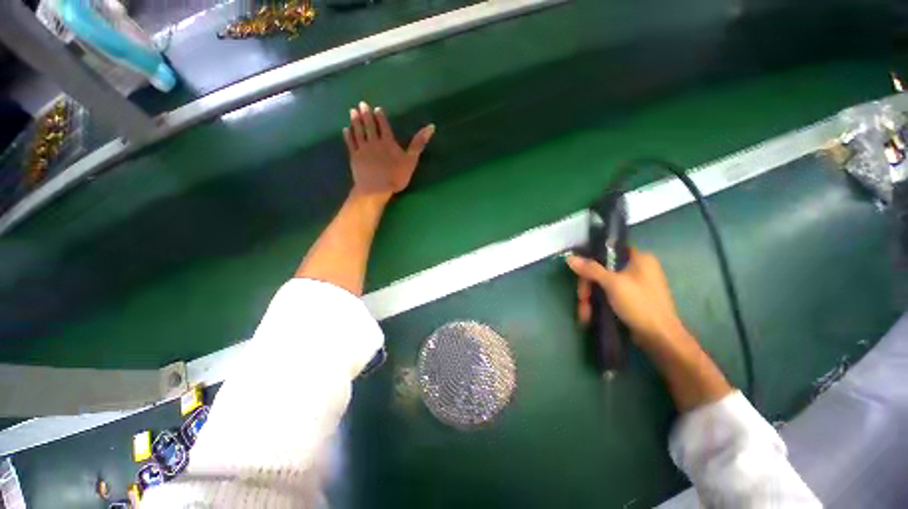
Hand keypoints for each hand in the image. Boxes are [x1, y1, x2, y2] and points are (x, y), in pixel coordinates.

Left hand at [343, 101, 434, 199]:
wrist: (376, 188)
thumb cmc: (396, 176)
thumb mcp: (411, 160)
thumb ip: (419, 143)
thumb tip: (431, 126)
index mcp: (388, 142)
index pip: (383, 126)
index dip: (380, 117)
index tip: (376, 109)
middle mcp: (374, 142)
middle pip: (369, 125)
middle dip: (365, 114)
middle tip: (361, 104)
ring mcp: (362, 149)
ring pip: (358, 131)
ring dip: (355, 121)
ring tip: (352, 111)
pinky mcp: (354, 157)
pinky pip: (350, 143)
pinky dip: (348, 135)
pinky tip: (346, 129)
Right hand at [566, 248, 688, 347]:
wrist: (660, 338)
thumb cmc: (640, 304)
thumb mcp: (613, 284)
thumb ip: (591, 269)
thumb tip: (569, 258)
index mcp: (640, 259)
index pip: (610, 251)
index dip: (592, 260)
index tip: (580, 273)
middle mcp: (639, 269)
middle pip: (603, 270)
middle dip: (589, 286)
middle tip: (582, 298)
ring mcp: (635, 285)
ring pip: (603, 285)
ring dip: (591, 298)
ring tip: (584, 313)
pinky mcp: (631, 300)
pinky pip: (609, 295)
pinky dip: (599, 303)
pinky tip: (589, 315)